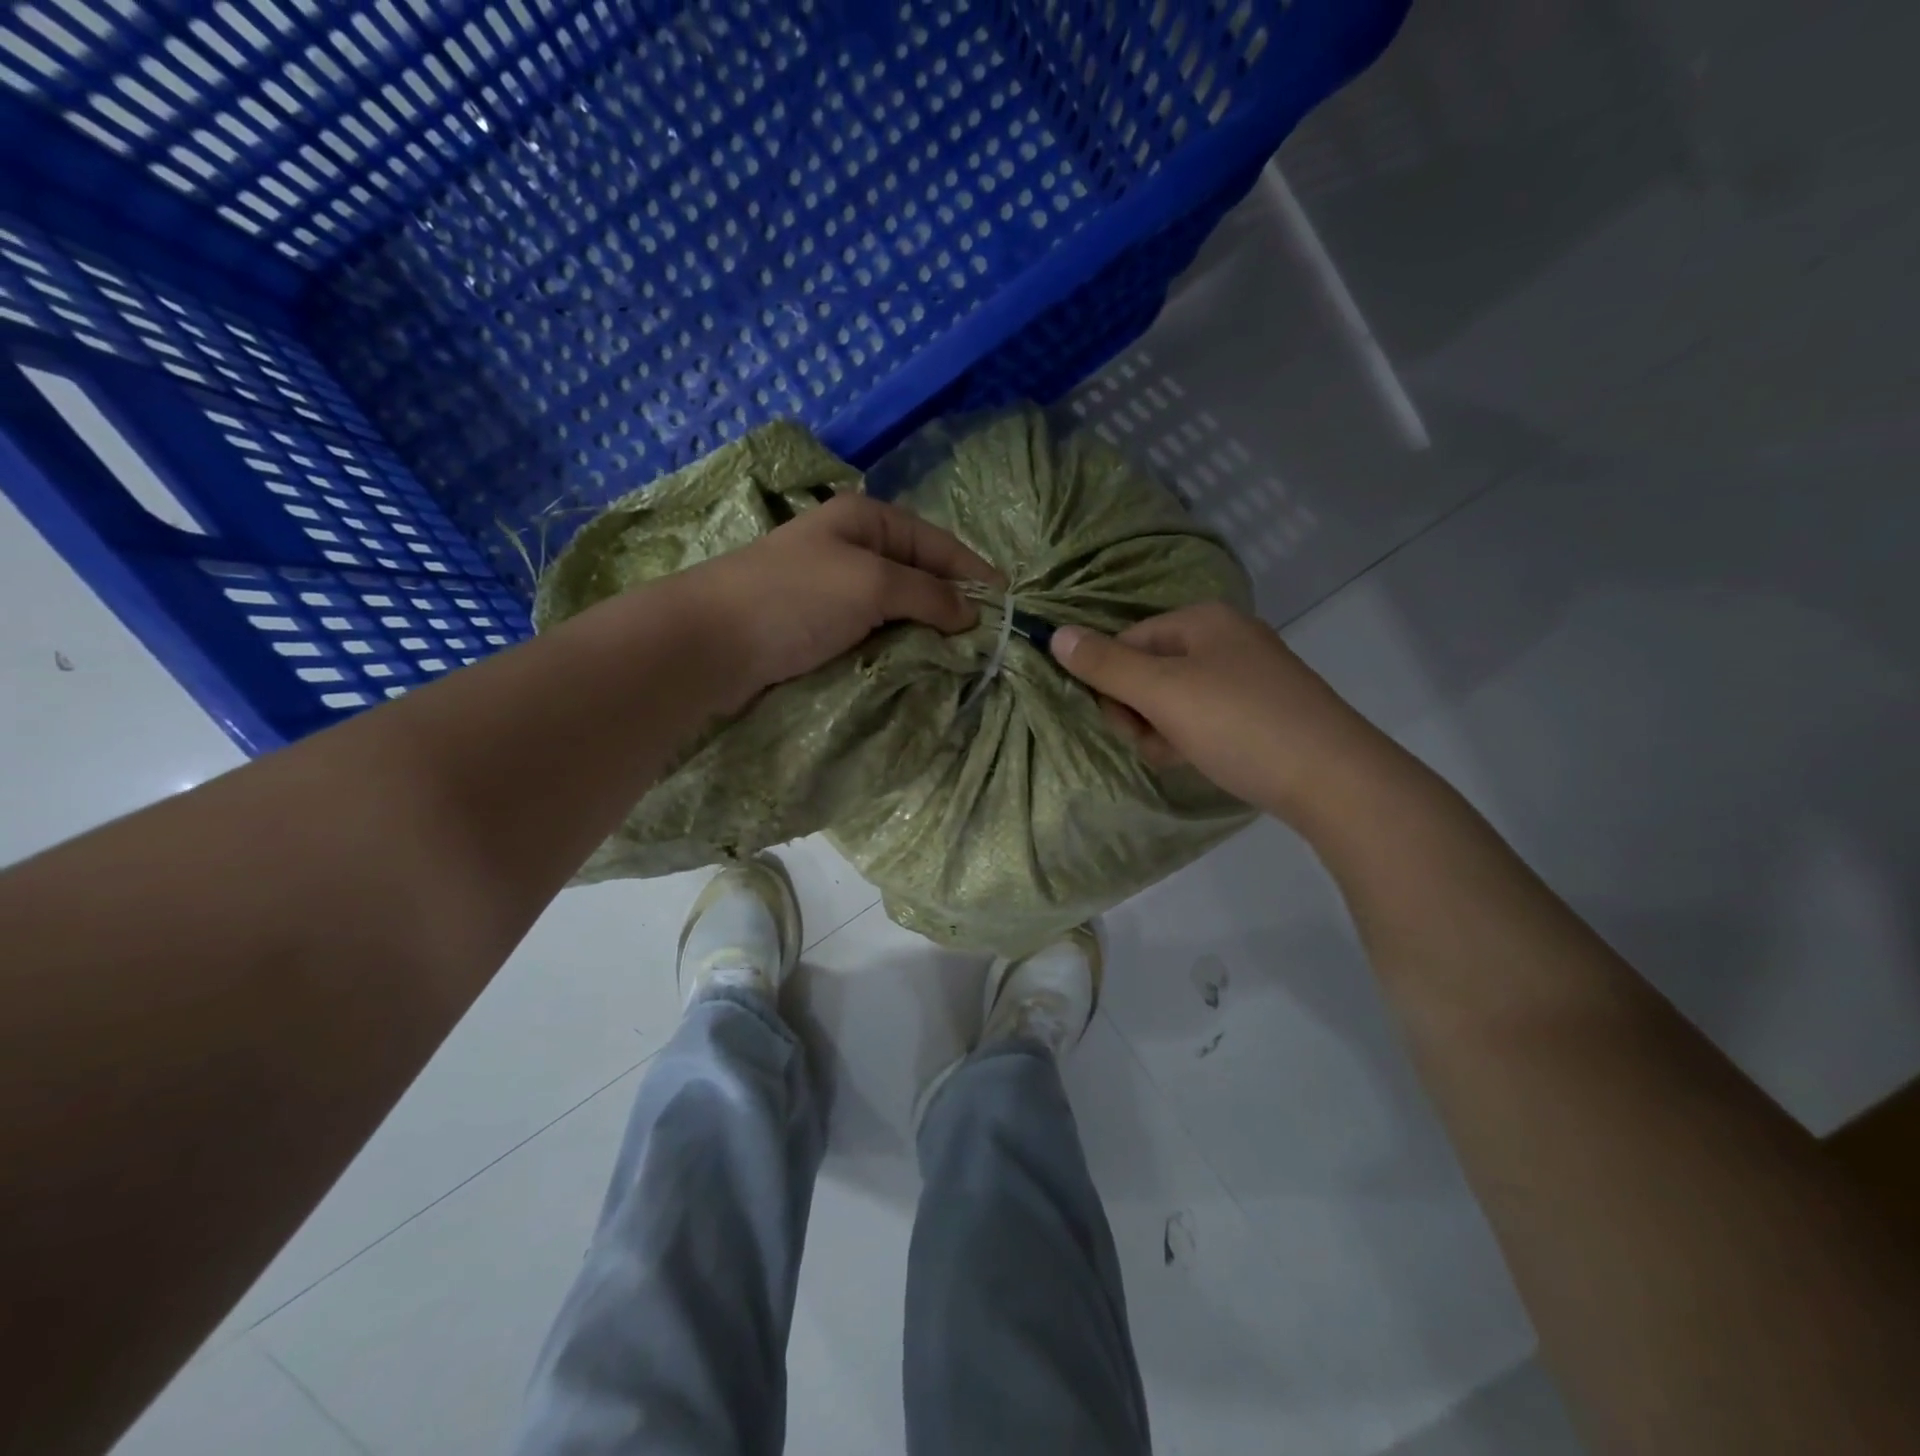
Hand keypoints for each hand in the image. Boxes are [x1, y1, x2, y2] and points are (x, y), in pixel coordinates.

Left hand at [681, 493, 1000, 705]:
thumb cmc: (796, 598)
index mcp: (866, 519)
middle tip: (987, 640)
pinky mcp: (820, 626)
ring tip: (959, 657)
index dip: (973, 572)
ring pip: (898, 607)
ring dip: (926, 630)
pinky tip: (917, 663)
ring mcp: (834, 588)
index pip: (937, 543)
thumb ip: (929, 594)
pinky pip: (874, 632)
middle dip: (952, 604)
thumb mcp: (872, 583)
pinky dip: (898, 646)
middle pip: (919, 574)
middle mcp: (853, 547)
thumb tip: (973, 615)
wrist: (711, 643)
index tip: (1008, 605)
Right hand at [1049, 602, 1383, 821]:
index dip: (1112, 683)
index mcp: (1203, 620)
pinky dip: (1194, 738)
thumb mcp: (1163, 693)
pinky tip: (1205, 759)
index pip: (1127, 641)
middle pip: (1150, 670)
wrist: (1334, 779)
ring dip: (1164, 730)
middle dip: (1140, 711)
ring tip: (1183, 755)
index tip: (1122, 722)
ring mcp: (1249, 675)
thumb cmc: (1239, 724)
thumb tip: (1055, 633)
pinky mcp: (1263, 710)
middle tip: (1155, 741)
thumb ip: (1106, 665)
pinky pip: (1205, 716)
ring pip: (1175, 699)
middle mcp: (1226, 638)